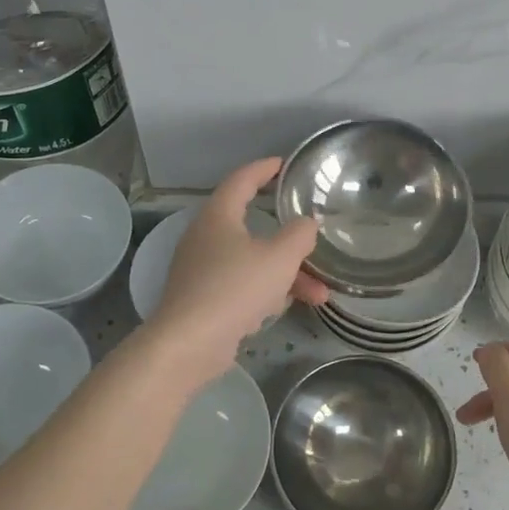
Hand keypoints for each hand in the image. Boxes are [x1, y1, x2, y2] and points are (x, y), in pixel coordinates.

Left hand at [151, 157, 329, 376]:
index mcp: (218, 216)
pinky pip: (243, 285)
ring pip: (253, 261)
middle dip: (290, 240)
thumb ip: (299, 234)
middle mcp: (206, 237)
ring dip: (287, 274)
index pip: (241, 180)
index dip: (264, 169)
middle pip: (253, 227)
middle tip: (312, 236)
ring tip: (320, 294)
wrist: (188, 344)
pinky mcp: (203, 299)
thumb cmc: (234, 289)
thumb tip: (306, 223)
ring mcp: (202, 270)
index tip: (284, 164)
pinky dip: (267, 291)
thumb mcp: (279, 258)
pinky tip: (289, 307)